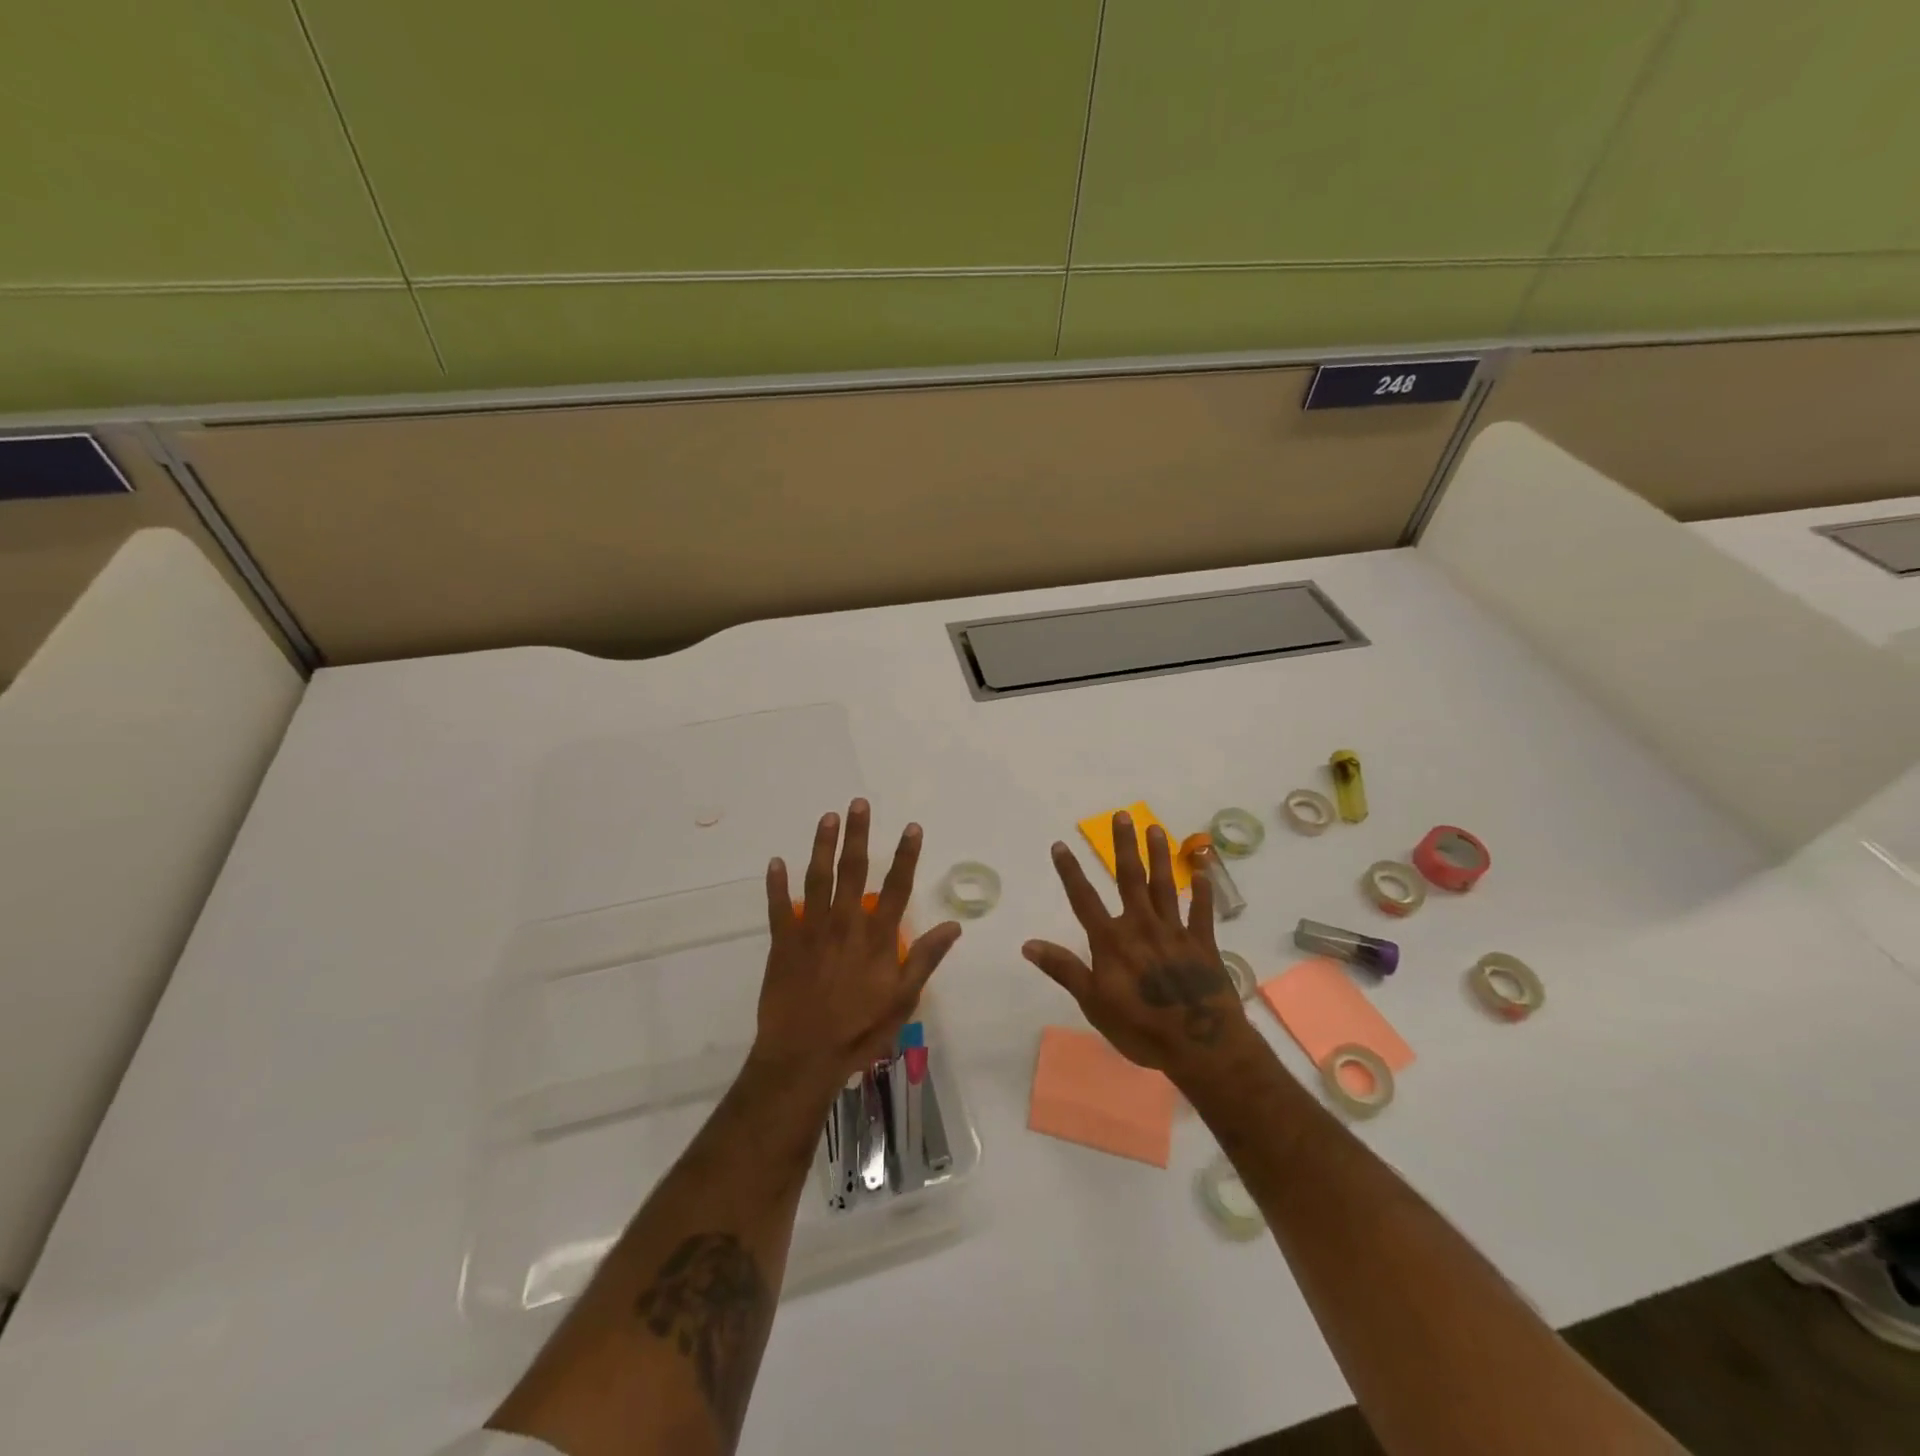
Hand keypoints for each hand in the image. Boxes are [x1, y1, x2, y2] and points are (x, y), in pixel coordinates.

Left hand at [752, 799, 961, 1090]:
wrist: (803, 1057)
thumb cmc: (859, 1030)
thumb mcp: (904, 999)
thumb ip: (926, 959)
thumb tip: (953, 926)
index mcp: (876, 937)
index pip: (896, 887)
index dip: (906, 855)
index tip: (911, 827)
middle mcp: (845, 924)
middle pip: (853, 870)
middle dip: (857, 834)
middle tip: (858, 803)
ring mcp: (811, 930)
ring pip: (817, 878)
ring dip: (822, 845)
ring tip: (827, 817)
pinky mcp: (783, 943)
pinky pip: (778, 907)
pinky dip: (775, 884)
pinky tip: (775, 861)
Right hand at [1022, 811, 1251, 1076]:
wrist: (1200, 1044)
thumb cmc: (1140, 1027)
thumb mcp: (1093, 1003)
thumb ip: (1064, 969)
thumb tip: (1028, 944)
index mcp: (1112, 941)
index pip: (1084, 899)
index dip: (1070, 871)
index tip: (1060, 844)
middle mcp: (1141, 926)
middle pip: (1130, 879)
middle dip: (1124, 846)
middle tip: (1122, 815)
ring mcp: (1175, 932)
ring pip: (1165, 886)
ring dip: (1159, 856)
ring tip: (1155, 828)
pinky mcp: (1203, 943)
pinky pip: (1202, 912)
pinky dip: (1203, 891)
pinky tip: (1204, 870)